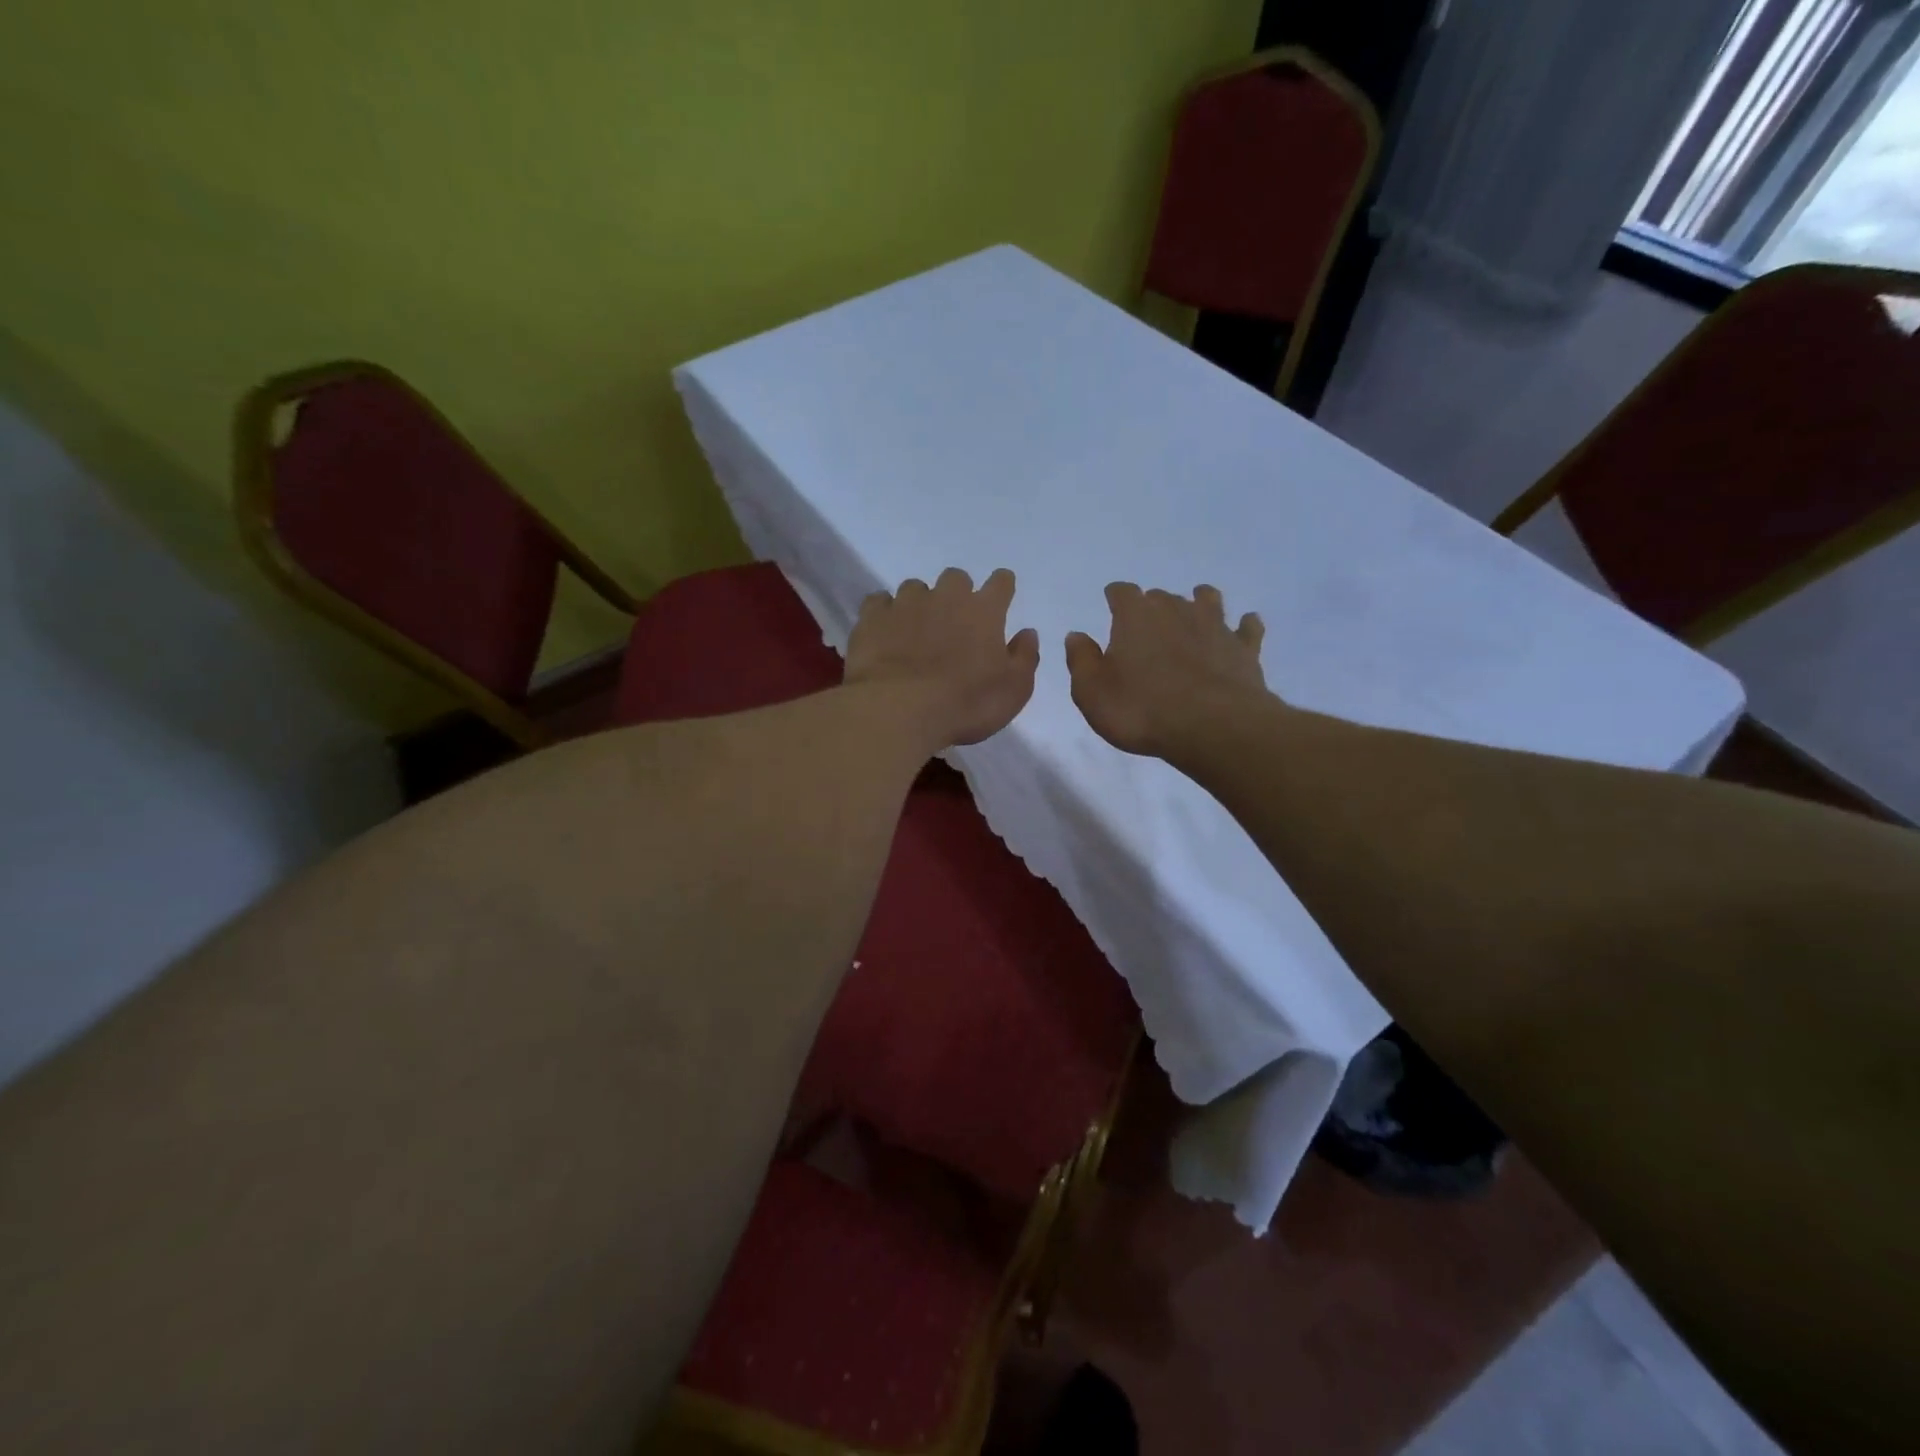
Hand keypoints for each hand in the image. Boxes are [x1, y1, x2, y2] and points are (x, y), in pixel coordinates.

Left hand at [846, 568, 1040, 748]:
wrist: (899, 710)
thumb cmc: (966, 704)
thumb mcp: (1013, 691)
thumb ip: (1024, 657)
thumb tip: (1027, 633)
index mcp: (984, 611)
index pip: (1001, 583)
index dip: (1002, 588)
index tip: (1001, 597)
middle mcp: (945, 597)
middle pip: (956, 578)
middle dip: (958, 593)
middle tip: (955, 622)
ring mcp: (905, 604)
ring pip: (915, 587)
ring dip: (920, 603)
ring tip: (916, 631)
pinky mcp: (872, 618)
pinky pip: (879, 602)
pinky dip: (885, 613)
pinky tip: (885, 631)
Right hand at [1065, 583, 1266, 757]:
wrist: (1213, 727)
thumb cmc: (1142, 710)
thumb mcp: (1092, 692)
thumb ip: (1081, 660)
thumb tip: (1076, 636)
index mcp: (1135, 616)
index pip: (1122, 592)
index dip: (1115, 597)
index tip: (1112, 603)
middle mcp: (1176, 610)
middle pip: (1162, 595)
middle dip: (1153, 606)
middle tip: (1147, 625)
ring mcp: (1215, 627)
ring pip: (1208, 601)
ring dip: (1199, 603)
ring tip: (1195, 611)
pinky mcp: (1244, 649)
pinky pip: (1248, 628)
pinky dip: (1244, 626)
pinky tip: (1244, 627)